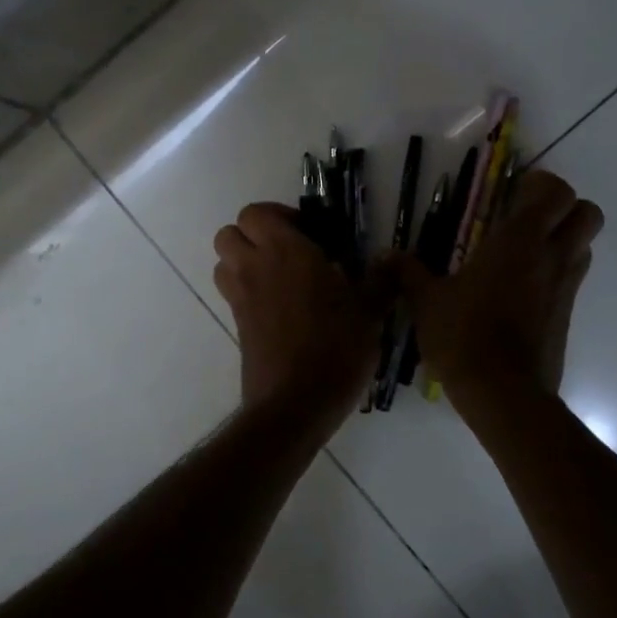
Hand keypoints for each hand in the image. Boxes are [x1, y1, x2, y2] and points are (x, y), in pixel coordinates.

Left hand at [213, 203, 385, 436]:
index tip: (309, 233)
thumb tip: (392, 258)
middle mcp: (255, 268)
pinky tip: (283, 309)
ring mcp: (242, 299)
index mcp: (286, 252)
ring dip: (245, 261)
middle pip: (229, 234)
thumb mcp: (370, 313)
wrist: (295, 404)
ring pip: (224, 263)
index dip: (278, 216)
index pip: (256, 213)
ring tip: (282, 277)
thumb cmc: (336, 348)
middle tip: (290, 251)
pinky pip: (233, 294)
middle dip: (254, 235)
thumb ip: (381, 280)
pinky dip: (249, 291)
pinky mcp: (238, 326)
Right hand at [392, 169, 603, 399]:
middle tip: (528, 219)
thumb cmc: (464, 336)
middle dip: (564, 208)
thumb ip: (408, 273)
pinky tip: (522, 292)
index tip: (513, 192)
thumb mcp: (427, 302)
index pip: (556, 191)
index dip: (541, 185)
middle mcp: (552, 257)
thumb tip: (384, 256)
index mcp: (519, 241)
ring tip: (525, 254)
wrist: (503, 394)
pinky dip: (557, 274)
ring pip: (585, 246)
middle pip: (587, 213)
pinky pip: (573, 280)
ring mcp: (566, 287)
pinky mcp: (568, 316)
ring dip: (565, 240)